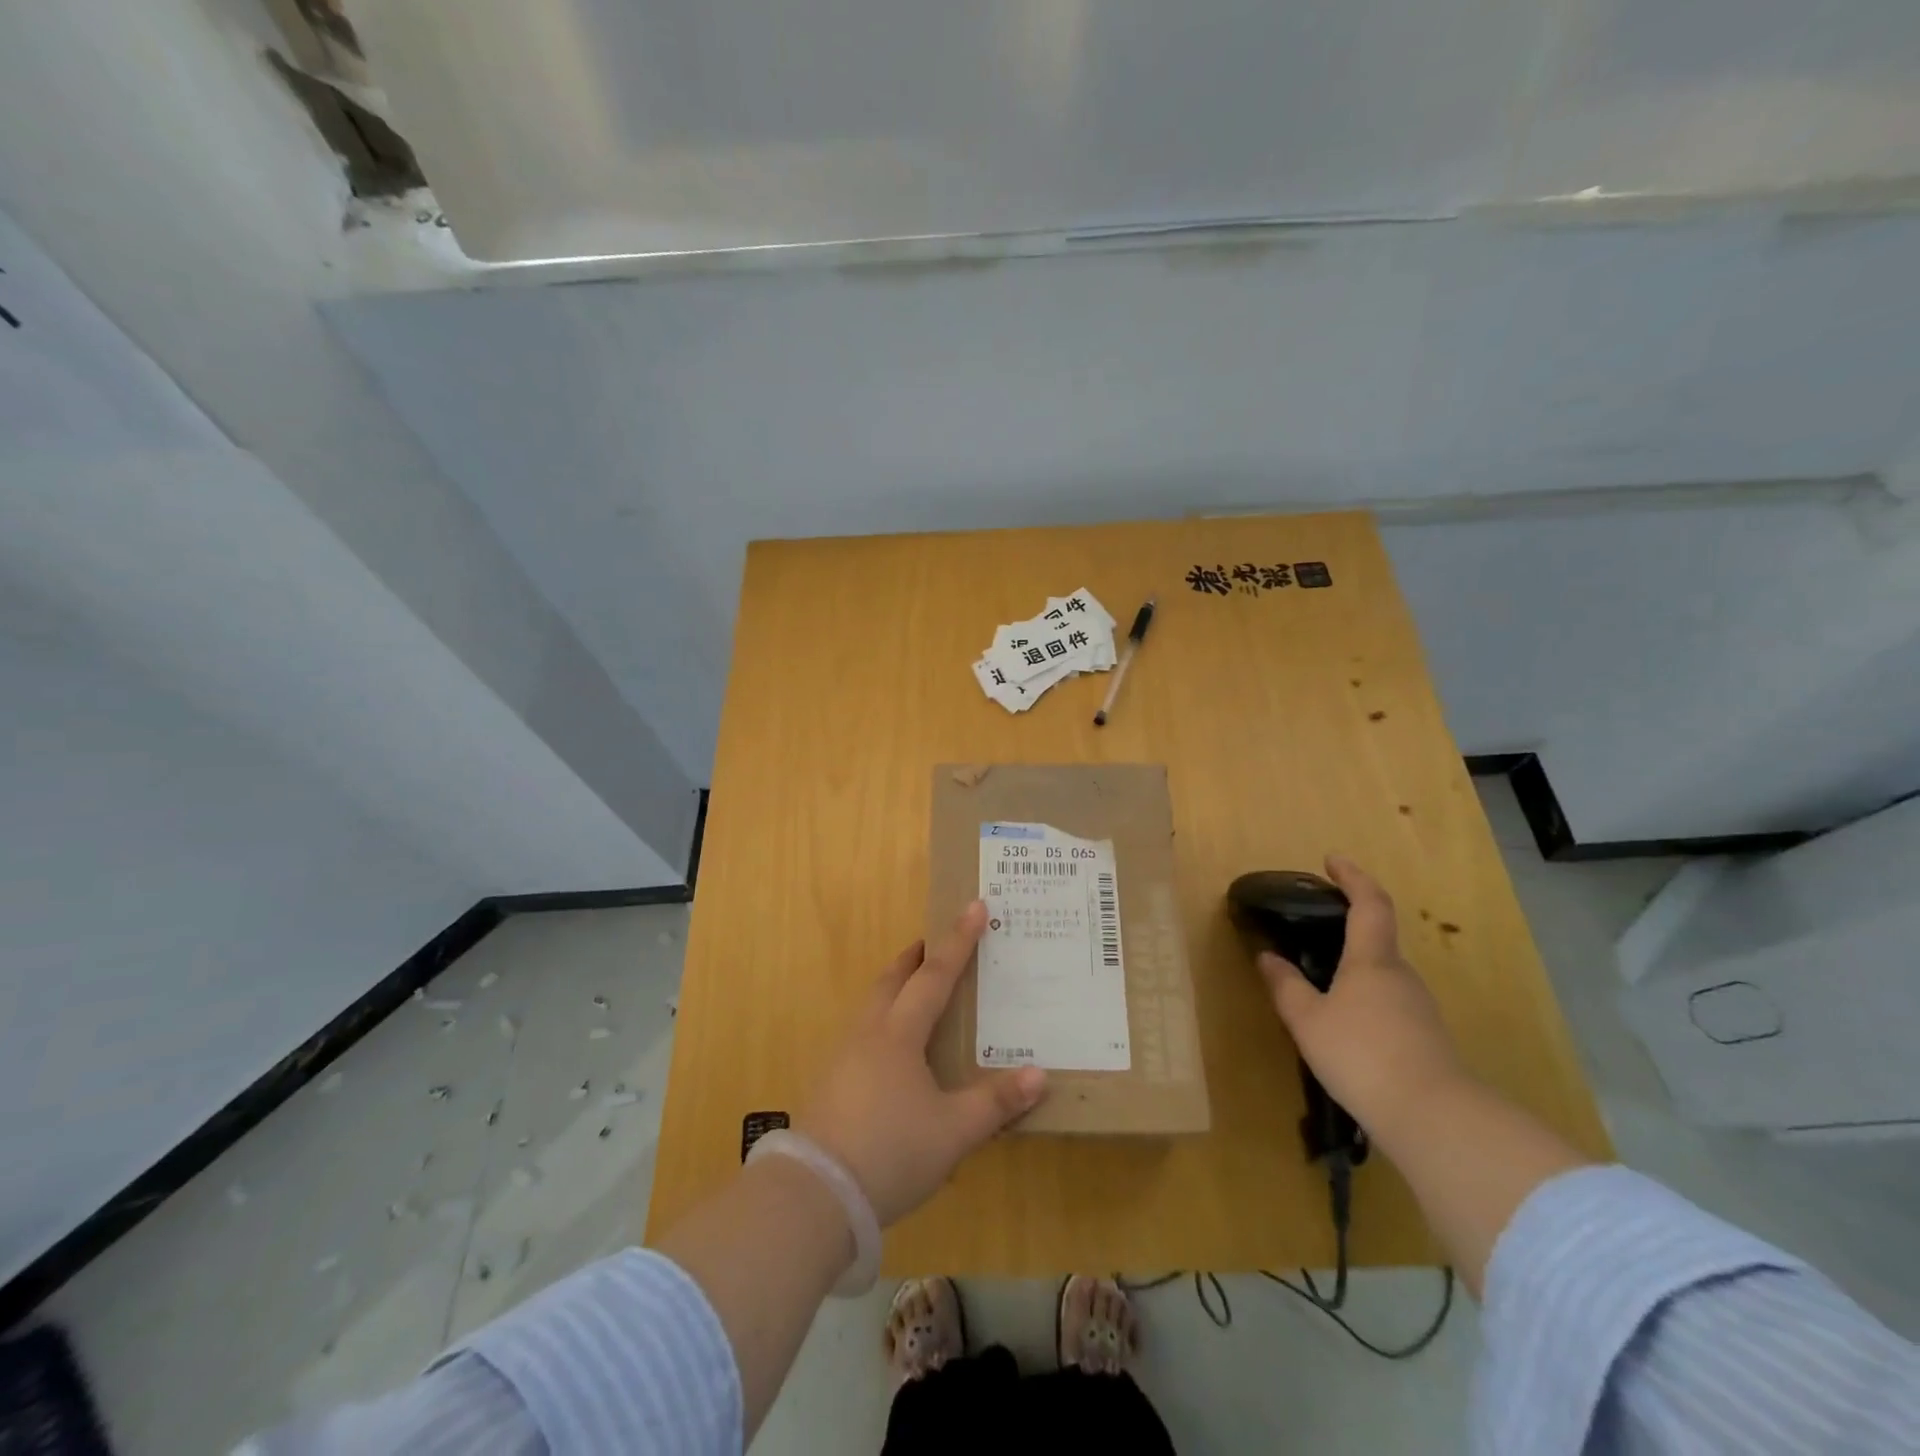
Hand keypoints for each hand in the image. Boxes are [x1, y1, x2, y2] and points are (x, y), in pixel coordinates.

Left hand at [796, 902, 1047, 1225]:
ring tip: (914, 987)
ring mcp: (844, 1056)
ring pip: (873, 1004)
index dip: (958, 940)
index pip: (935, 975)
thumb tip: (1039, 1075)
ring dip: (895, 985)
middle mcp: (869, 1033)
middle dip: (916, 956)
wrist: (815, 1195)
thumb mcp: (953, 1132)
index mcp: (899, 1034)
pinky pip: (863, 1031)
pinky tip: (891, 1048)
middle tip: (934, 942)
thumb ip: (995, 1103)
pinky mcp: (831, 1082)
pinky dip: (883, 1018)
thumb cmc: (890, 1152)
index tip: (975, 906)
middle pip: (893, 979)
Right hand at [1258, 856, 1465, 1134]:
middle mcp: (1401, 975)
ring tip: (1321, 985)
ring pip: (1383, 976)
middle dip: (1348, 929)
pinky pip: (1390, 1005)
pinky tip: (1346, 1028)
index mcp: (1372, 960)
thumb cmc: (1362, 1055)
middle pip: (1377, 939)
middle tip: (1313, 932)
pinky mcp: (1427, 1039)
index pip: (1369, 904)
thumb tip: (1267, 957)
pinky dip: (1366, 1001)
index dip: (1352, 877)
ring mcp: (1419, 1008)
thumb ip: (1285, 986)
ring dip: (1355, 970)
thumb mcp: (1308, 1020)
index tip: (1333, 860)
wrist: (1434, 1119)